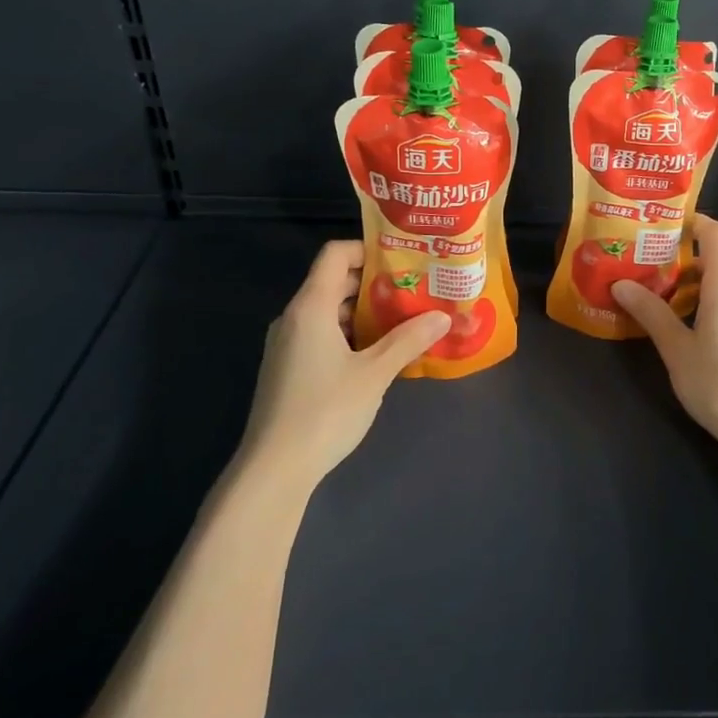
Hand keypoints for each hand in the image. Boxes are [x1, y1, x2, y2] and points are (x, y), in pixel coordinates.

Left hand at [236, 241, 449, 491]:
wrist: (274, 468)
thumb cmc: (325, 411)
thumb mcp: (375, 374)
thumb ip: (408, 340)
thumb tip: (443, 316)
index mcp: (311, 307)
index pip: (335, 254)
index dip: (367, 249)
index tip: (403, 259)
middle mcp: (294, 317)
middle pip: (333, 281)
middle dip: (374, 283)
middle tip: (414, 289)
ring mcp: (287, 344)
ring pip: (329, 310)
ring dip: (364, 311)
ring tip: (404, 319)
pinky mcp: (288, 368)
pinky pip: (321, 334)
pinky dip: (349, 333)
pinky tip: (377, 353)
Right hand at [613, 214, 717, 451]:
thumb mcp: (676, 349)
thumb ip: (651, 313)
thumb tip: (621, 284)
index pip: (715, 234)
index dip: (693, 221)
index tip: (662, 224)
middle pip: (713, 261)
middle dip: (679, 262)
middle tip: (644, 270)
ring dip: (691, 287)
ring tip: (657, 301)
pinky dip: (706, 305)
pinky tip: (685, 328)